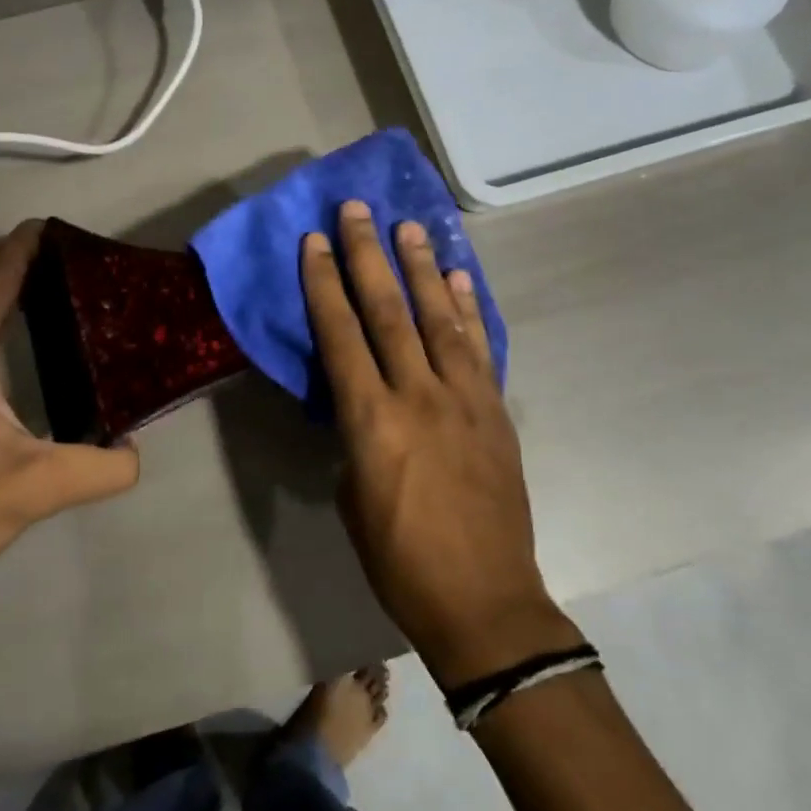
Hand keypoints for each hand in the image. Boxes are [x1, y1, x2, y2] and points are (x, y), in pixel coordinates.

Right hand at [302, 200, 578, 686]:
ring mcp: (464, 399)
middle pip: (388, 311)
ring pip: (438, 318)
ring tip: (408, 225)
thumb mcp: (352, 497)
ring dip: (420, 267)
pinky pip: (479, 348)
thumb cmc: (399, 559)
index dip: (324, 283)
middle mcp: (418, 395)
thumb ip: (355, 437)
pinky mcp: (496, 411)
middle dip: (368, 255)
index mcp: (371, 420)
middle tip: (357, 209)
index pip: (340, 334)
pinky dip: (467, 309)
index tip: (314, 241)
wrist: (483, 601)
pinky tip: (458, 277)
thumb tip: (363, 404)